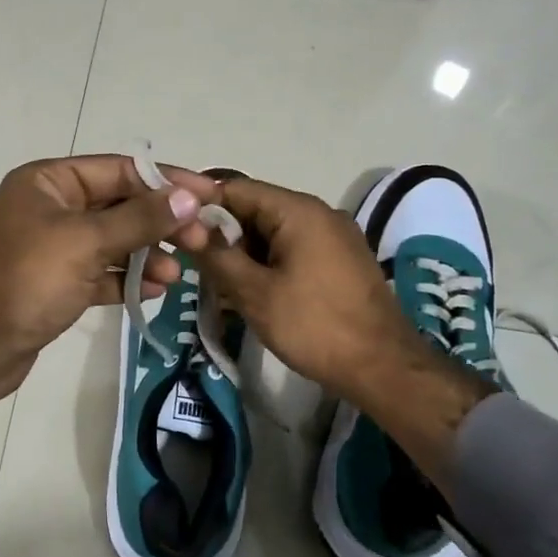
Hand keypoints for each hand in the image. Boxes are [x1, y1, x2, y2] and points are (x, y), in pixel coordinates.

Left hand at [0, 154, 219, 362]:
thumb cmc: (28, 280)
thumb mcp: (86, 242)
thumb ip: (140, 219)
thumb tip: (188, 197)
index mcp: (49, 182)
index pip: (119, 169)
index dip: (166, 180)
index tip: (210, 195)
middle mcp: (50, 208)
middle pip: (119, 205)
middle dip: (160, 222)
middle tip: (201, 240)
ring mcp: (52, 247)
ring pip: (112, 241)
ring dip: (146, 254)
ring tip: (177, 274)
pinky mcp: (56, 283)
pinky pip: (100, 272)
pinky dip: (125, 279)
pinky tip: (155, 291)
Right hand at [195, 177, 419, 405]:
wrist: (383, 368)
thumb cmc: (314, 326)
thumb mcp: (254, 292)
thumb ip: (217, 256)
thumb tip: (186, 228)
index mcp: (299, 211)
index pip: (236, 188)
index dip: (201, 205)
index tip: (174, 229)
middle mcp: (319, 213)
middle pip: (255, 209)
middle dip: (222, 235)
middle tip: (194, 265)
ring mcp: (334, 237)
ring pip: (273, 233)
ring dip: (244, 254)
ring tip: (219, 285)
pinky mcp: (340, 261)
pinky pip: (293, 250)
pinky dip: (267, 264)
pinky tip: (250, 293)